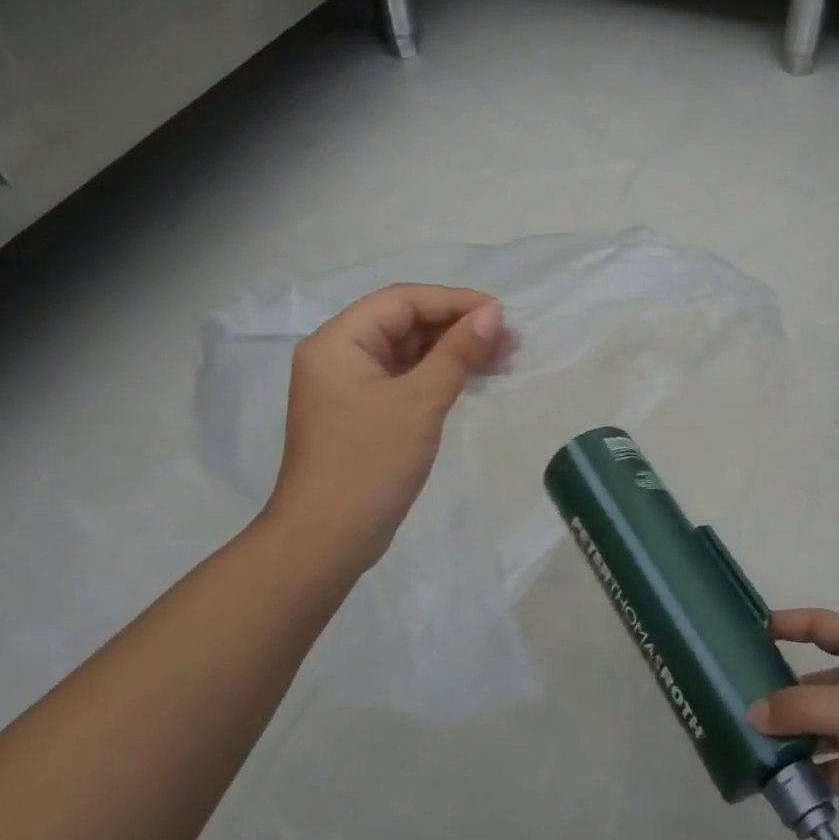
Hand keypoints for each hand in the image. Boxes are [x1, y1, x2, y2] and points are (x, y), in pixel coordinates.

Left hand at [260, 284, 505, 573]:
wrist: (328, 538)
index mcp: (339, 342)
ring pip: (410, 352)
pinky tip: (475, 378)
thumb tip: (493, 314)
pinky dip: (441, 376)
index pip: (402, 302)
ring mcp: (352, 386)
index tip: (501, 314)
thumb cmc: (370, 463)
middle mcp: (340, 356)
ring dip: (455, 352)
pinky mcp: (366, 413)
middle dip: (458, 327)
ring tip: (504, 359)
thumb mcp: (420, 402)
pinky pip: (408, 379)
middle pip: (406, 323)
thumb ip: (457, 353)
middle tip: (510, 341)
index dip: (454, 302)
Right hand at [747, 610, 838, 839]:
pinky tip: (787, 791)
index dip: (790, 623)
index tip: (751, 631)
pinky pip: (838, 769)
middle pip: (817, 683)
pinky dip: (815, 779)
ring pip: (824, 730)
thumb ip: (805, 709)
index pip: (822, 626)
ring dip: (795, 742)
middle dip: (783, 696)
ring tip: (754, 754)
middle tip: (739, 709)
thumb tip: (752, 713)